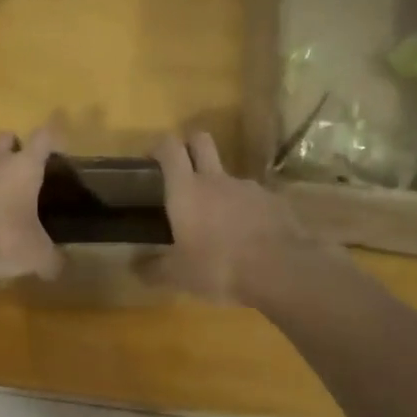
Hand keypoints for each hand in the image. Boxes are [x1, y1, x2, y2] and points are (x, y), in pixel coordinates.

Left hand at [0, 125, 64, 280]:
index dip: (51, 139)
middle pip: (5, 138)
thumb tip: (58, 268)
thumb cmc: (1, 238)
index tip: (56, 146)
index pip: (43, 138)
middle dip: (13, 148)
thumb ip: (51, 260)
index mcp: (24, 167)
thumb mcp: (35, 255)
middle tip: (20, 173)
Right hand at [152, 131, 319, 302]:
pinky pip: (253, 199)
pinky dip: (246, 211)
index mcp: (186, 190)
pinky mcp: (275, 202)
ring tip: (218, 223)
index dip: (159, 147)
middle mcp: (216, 179)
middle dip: (189, 146)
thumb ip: (153, 269)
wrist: (282, 271)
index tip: (151, 160)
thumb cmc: (219, 267)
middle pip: (201, 141)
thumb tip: (134, 267)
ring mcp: (249, 188)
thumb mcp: (178, 276)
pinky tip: (248, 237)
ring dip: (219, 189)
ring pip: (228, 176)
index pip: (169, 148)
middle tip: (182, 171)